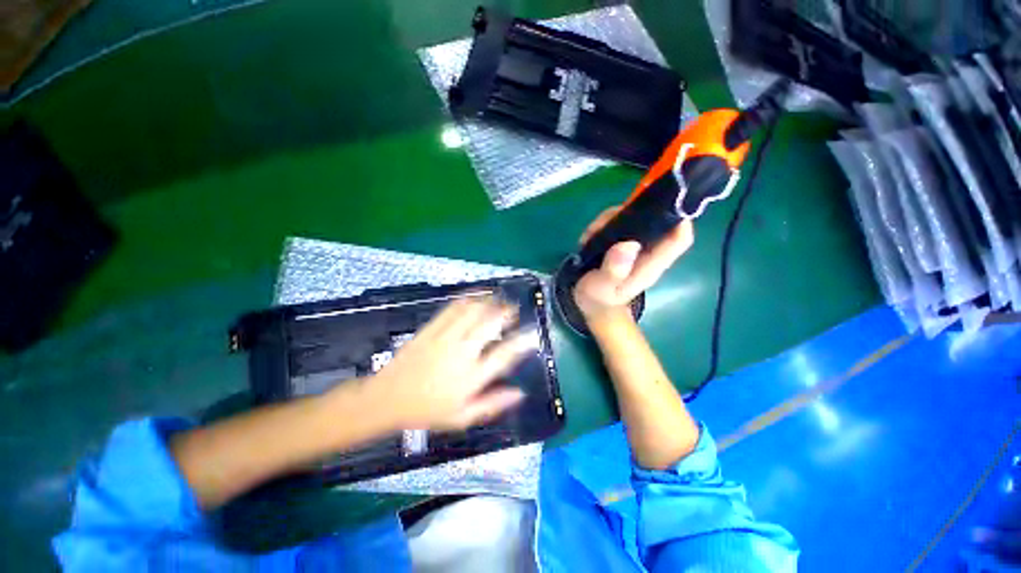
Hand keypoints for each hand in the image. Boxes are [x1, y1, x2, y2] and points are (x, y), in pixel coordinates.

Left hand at [370, 296, 533, 430]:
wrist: (387, 399)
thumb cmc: (427, 411)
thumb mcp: (463, 417)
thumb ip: (493, 404)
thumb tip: (520, 393)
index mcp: (471, 377)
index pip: (504, 355)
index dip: (522, 342)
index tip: (533, 334)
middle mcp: (462, 353)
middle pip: (490, 324)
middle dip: (506, 312)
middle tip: (514, 310)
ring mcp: (445, 338)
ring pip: (473, 311)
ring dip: (489, 302)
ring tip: (497, 300)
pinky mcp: (431, 329)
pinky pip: (452, 308)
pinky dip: (467, 300)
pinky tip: (475, 298)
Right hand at [574, 206, 694, 321]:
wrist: (592, 304)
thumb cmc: (600, 298)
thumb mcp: (603, 287)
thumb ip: (614, 270)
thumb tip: (629, 244)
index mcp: (652, 263)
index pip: (678, 239)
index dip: (679, 218)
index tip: (659, 202)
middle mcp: (648, 251)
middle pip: (655, 221)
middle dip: (632, 213)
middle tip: (605, 221)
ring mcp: (634, 245)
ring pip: (633, 218)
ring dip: (611, 219)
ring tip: (592, 233)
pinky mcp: (621, 242)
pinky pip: (617, 223)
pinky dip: (602, 224)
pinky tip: (589, 236)